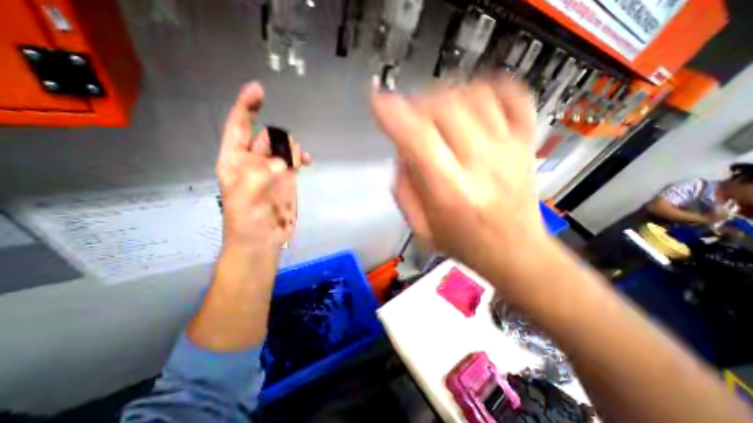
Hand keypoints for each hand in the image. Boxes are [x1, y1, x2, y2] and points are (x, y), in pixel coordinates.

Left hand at [218, 80, 311, 252]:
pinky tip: (306, 162)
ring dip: (292, 149)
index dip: (246, 107)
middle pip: (267, 136)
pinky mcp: (288, 179)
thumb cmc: (246, 222)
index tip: (258, 90)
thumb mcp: (244, 201)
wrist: (263, 241)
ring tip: (297, 164)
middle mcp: (253, 161)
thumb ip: (258, 178)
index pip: (239, 127)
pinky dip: (301, 158)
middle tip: (287, 159)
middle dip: (279, 139)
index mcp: (235, 161)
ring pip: (284, 147)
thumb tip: (282, 164)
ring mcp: (273, 170)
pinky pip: (295, 160)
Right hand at [372, 76, 545, 266]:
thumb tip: (401, 151)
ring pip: (475, 96)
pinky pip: (513, 96)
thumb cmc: (464, 243)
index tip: (377, 99)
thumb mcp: (421, 229)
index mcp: (451, 193)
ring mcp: (509, 148)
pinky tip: (472, 99)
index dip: (394, 114)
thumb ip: (403, 189)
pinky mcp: (526, 142)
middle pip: (446, 108)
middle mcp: (482, 165)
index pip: (418, 139)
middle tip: (409, 115)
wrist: (515, 250)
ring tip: (435, 111)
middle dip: (417, 103)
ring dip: (446, 95)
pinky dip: (489, 87)